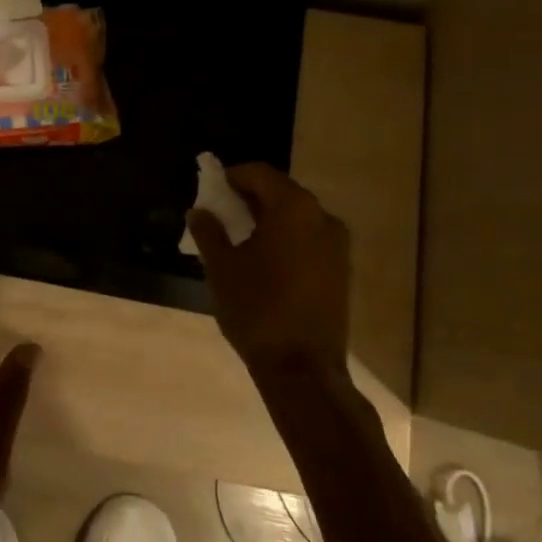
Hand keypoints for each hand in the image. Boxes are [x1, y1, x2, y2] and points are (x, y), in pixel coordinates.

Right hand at [185, 162, 351, 377]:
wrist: (303, 368)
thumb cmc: (256, 309)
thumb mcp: (221, 267)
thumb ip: (209, 232)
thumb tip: (200, 211)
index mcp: (293, 208)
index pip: (259, 173)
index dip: (232, 177)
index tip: (211, 190)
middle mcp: (322, 217)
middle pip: (281, 191)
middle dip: (250, 197)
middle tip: (221, 213)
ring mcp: (338, 244)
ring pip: (297, 216)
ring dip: (268, 218)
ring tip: (240, 238)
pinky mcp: (342, 269)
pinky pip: (309, 238)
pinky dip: (286, 238)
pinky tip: (264, 260)